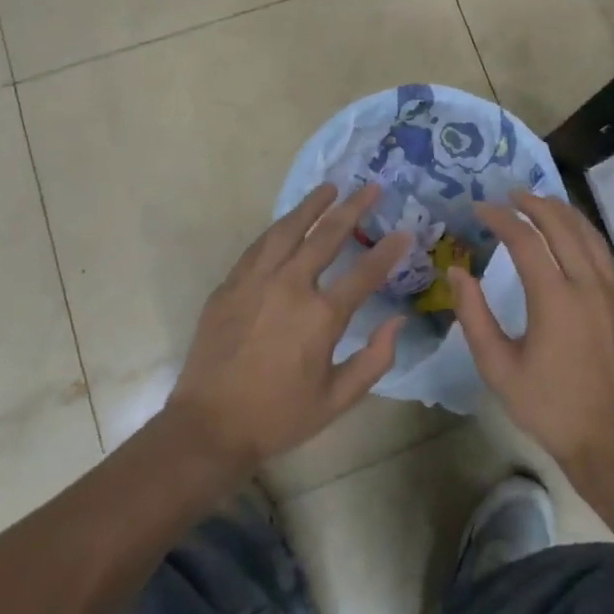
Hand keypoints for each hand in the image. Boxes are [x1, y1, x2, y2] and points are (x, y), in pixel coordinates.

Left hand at [164, 182, 410, 473]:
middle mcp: (290, 286)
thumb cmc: (278, 416)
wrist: (209, 426)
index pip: (365, 272)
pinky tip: (288, 221)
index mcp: (321, 316)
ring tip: (330, 188)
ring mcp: (256, 281)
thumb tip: (398, 321)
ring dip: (312, 205)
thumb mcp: (337, 400)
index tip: (404, 231)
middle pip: (327, 235)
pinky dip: (279, 227)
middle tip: (371, 187)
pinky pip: (259, 245)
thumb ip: (374, 359)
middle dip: (354, 208)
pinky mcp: (230, 284)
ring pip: (288, 229)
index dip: (389, 250)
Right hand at [451, 190, 613, 476]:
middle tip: (511, 195)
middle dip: (534, 203)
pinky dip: (589, 238)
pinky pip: (610, 256)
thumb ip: (474, 315)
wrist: (612, 440)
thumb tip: (457, 271)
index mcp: (555, 298)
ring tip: (543, 203)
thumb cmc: (549, 406)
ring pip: (591, 234)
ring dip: (564, 213)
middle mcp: (589, 284)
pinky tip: (579, 241)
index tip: (480, 209)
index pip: (525, 239)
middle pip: (562, 224)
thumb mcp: (498, 367)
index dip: (501, 218)